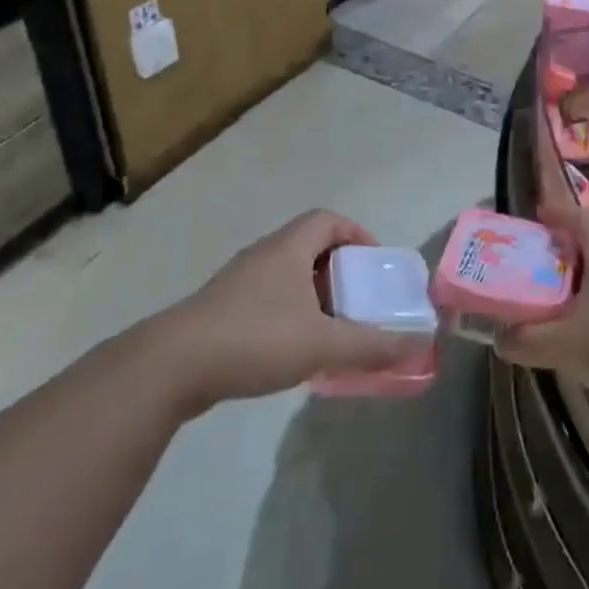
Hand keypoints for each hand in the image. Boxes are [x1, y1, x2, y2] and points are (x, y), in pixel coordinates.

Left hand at [168, 210, 430, 403]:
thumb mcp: (322, 344)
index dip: (358, 234)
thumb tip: (419, 343)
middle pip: (310, 248)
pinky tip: (296, 351)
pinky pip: (268, 302)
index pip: (328, 220)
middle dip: (341, 272)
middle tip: (361, 301)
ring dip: (316, 297)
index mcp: (288, 249)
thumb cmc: (254, 339)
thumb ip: (372, 345)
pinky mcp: (221, 313)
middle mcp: (263, 257)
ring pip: (288, 277)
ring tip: (334, 330)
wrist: (170, 368)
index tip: (375, 264)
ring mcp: (238, 284)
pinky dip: (291, 316)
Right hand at [494, 207, 588, 419]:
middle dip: (561, 252)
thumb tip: (499, 338)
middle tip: (531, 266)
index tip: (533, 221)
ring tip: (550, 301)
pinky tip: (581, 332)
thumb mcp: (564, 345)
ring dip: (579, 282)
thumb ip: (526, 339)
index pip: (580, 216)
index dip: (555, 214)